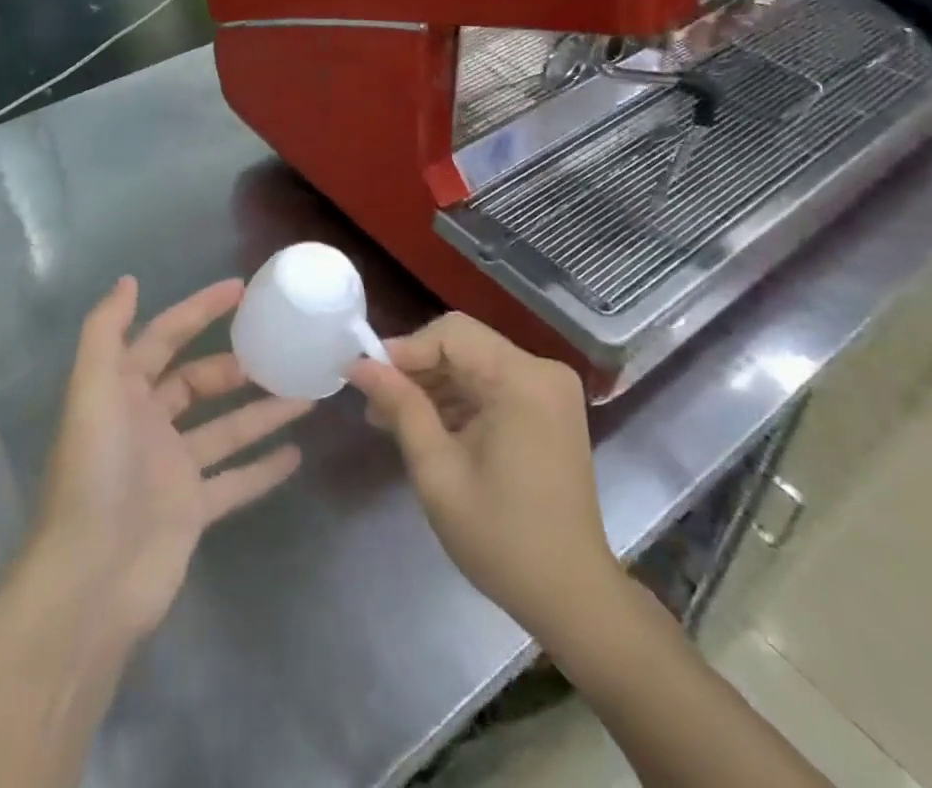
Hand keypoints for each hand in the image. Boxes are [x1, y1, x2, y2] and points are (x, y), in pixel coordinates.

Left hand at [29, 276, 312, 642]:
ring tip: (308, 393)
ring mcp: (171, 469)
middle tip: (282, 348)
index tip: (241, 290)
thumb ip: (107, 332)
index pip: (165, 336)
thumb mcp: (92, 390)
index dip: (199, 310)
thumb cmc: (95, 473)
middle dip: (237, 363)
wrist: (90, 582)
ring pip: (225, 428)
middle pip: (198, 381)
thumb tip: (128, 280)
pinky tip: (296, 453)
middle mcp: (147, 423)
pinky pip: (235, 480)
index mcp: (122, 391)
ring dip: (263, 410)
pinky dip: (263, 468)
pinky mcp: (191, 511)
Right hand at [349, 313, 619, 633]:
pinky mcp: (546, 409)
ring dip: (433, 385)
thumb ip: (400, 407)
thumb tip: (359, 364)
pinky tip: (425, 427)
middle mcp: (541, 371)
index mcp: (522, 379)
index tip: (366, 377)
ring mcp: (548, 390)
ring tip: (389, 418)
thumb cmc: (501, 538)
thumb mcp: (438, 471)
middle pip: (463, 345)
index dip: (404, 350)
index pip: (451, 335)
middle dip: (415, 370)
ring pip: (473, 363)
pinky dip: (457, 400)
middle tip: (374, 402)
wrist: (572, 597)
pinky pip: (491, 385)